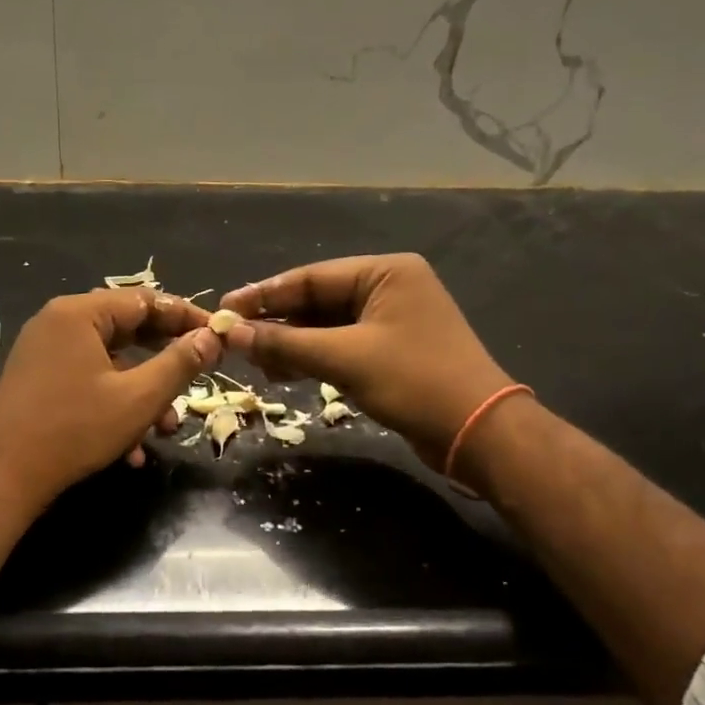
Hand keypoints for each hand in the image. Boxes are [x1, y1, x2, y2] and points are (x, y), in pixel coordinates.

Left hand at [0, 289, 220, 505]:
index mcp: (80, 313)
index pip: (146, 300)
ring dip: (142, 393)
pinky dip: (113, 404)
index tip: (218, 336)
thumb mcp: (139, 397)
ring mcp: (44, 352)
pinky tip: (131, 448)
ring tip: (166, 429)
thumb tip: (212, 337)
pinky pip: (87, 380)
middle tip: (199, 377)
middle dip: (165, 362)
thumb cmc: (75, 429)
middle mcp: (58, 322)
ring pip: (110, 362)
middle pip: (127, 330)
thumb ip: (180, 363)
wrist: (2, 476)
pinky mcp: (37, 380)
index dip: (186, 318)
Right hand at [217, 254, 515, 468]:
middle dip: (276, 322)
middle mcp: (388, 288)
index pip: (311, 277)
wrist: (478, 433)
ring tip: (253, 361)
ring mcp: (391, 321)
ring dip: (291, 344)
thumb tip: (233, 334)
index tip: (225, 308)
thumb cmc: (415, 381)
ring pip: (326, 326)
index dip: (264, 294)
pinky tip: (282, 372)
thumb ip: (286, 342)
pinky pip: (340, 346)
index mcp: (385, 272)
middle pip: (317, 301)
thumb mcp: (345, 358)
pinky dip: (312, 358)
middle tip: (234, 339)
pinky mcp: (390, 351)